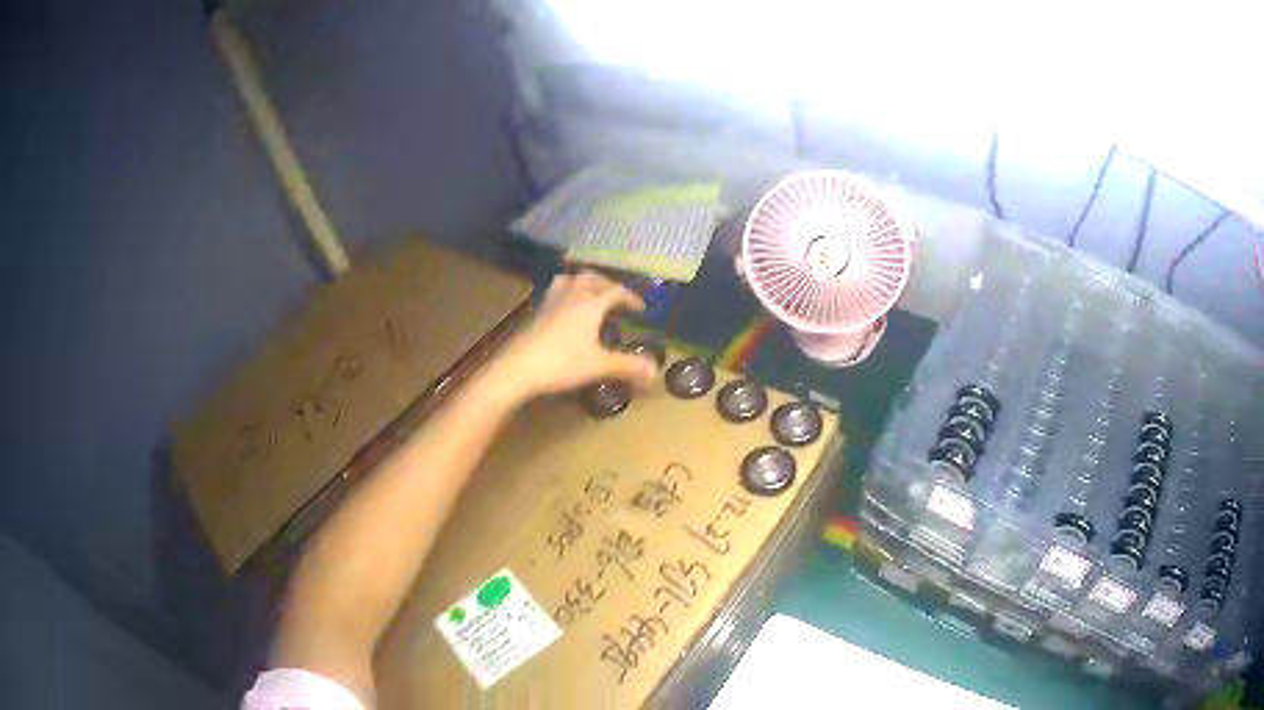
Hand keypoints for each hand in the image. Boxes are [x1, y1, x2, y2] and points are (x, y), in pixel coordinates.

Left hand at [485, 271, 659, 401]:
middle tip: (616, 297)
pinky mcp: (535, 311)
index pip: (616, 291)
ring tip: (590, 296)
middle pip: (591, 278)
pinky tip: (566, 311)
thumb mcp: (599, 365)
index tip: (640, 308)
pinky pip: (555, 292)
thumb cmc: (562, 363)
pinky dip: (567, 294)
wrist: (517, 367)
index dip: (630, 298)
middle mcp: (572, 295)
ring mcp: (550, 301)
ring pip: (569, 280)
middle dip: (607, 285)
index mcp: (591, 303)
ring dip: (583, 283)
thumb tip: (655, 370)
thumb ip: (627, 365)